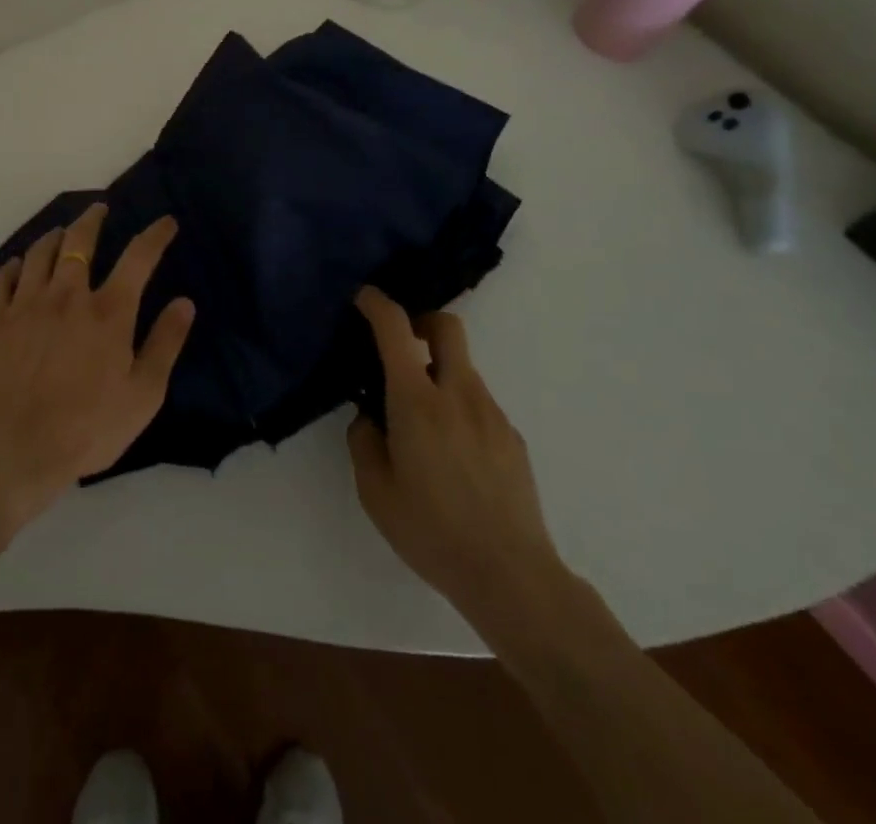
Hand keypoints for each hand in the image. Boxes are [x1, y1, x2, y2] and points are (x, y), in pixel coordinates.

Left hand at [0, 205, 193, 518]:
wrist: (15, 450)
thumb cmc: (88, 428)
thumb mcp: (143, 395)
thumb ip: (165, 344)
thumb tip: (184, 302)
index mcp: (108, 312)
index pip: (138, 257)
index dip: (155, 235)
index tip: (166, 222)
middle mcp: (67, 295)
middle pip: (80, 240)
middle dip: (93, 219)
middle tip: (99, 209)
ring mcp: (26, 305)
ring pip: (39, 252)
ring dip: (54, 236)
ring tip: (61, 232)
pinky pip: (1, 279)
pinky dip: (12, 266)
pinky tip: (17, 266)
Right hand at [347, 287, 572, 643]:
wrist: (511, 576)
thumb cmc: (432, 531)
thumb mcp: (375, 491)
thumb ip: (364, 442)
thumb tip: (369, 417)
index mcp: (417, 401)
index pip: (396, 329)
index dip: (377, 304)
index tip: (364, 299)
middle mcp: (458, 394)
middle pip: (448, 327)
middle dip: (422, 322)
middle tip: (402, 346)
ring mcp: (491, 413)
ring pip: (463, 368)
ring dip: (438, 372)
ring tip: (421, 422)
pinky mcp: (512, 437)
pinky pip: (478, 403)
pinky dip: (458, 406)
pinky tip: (451, 454)